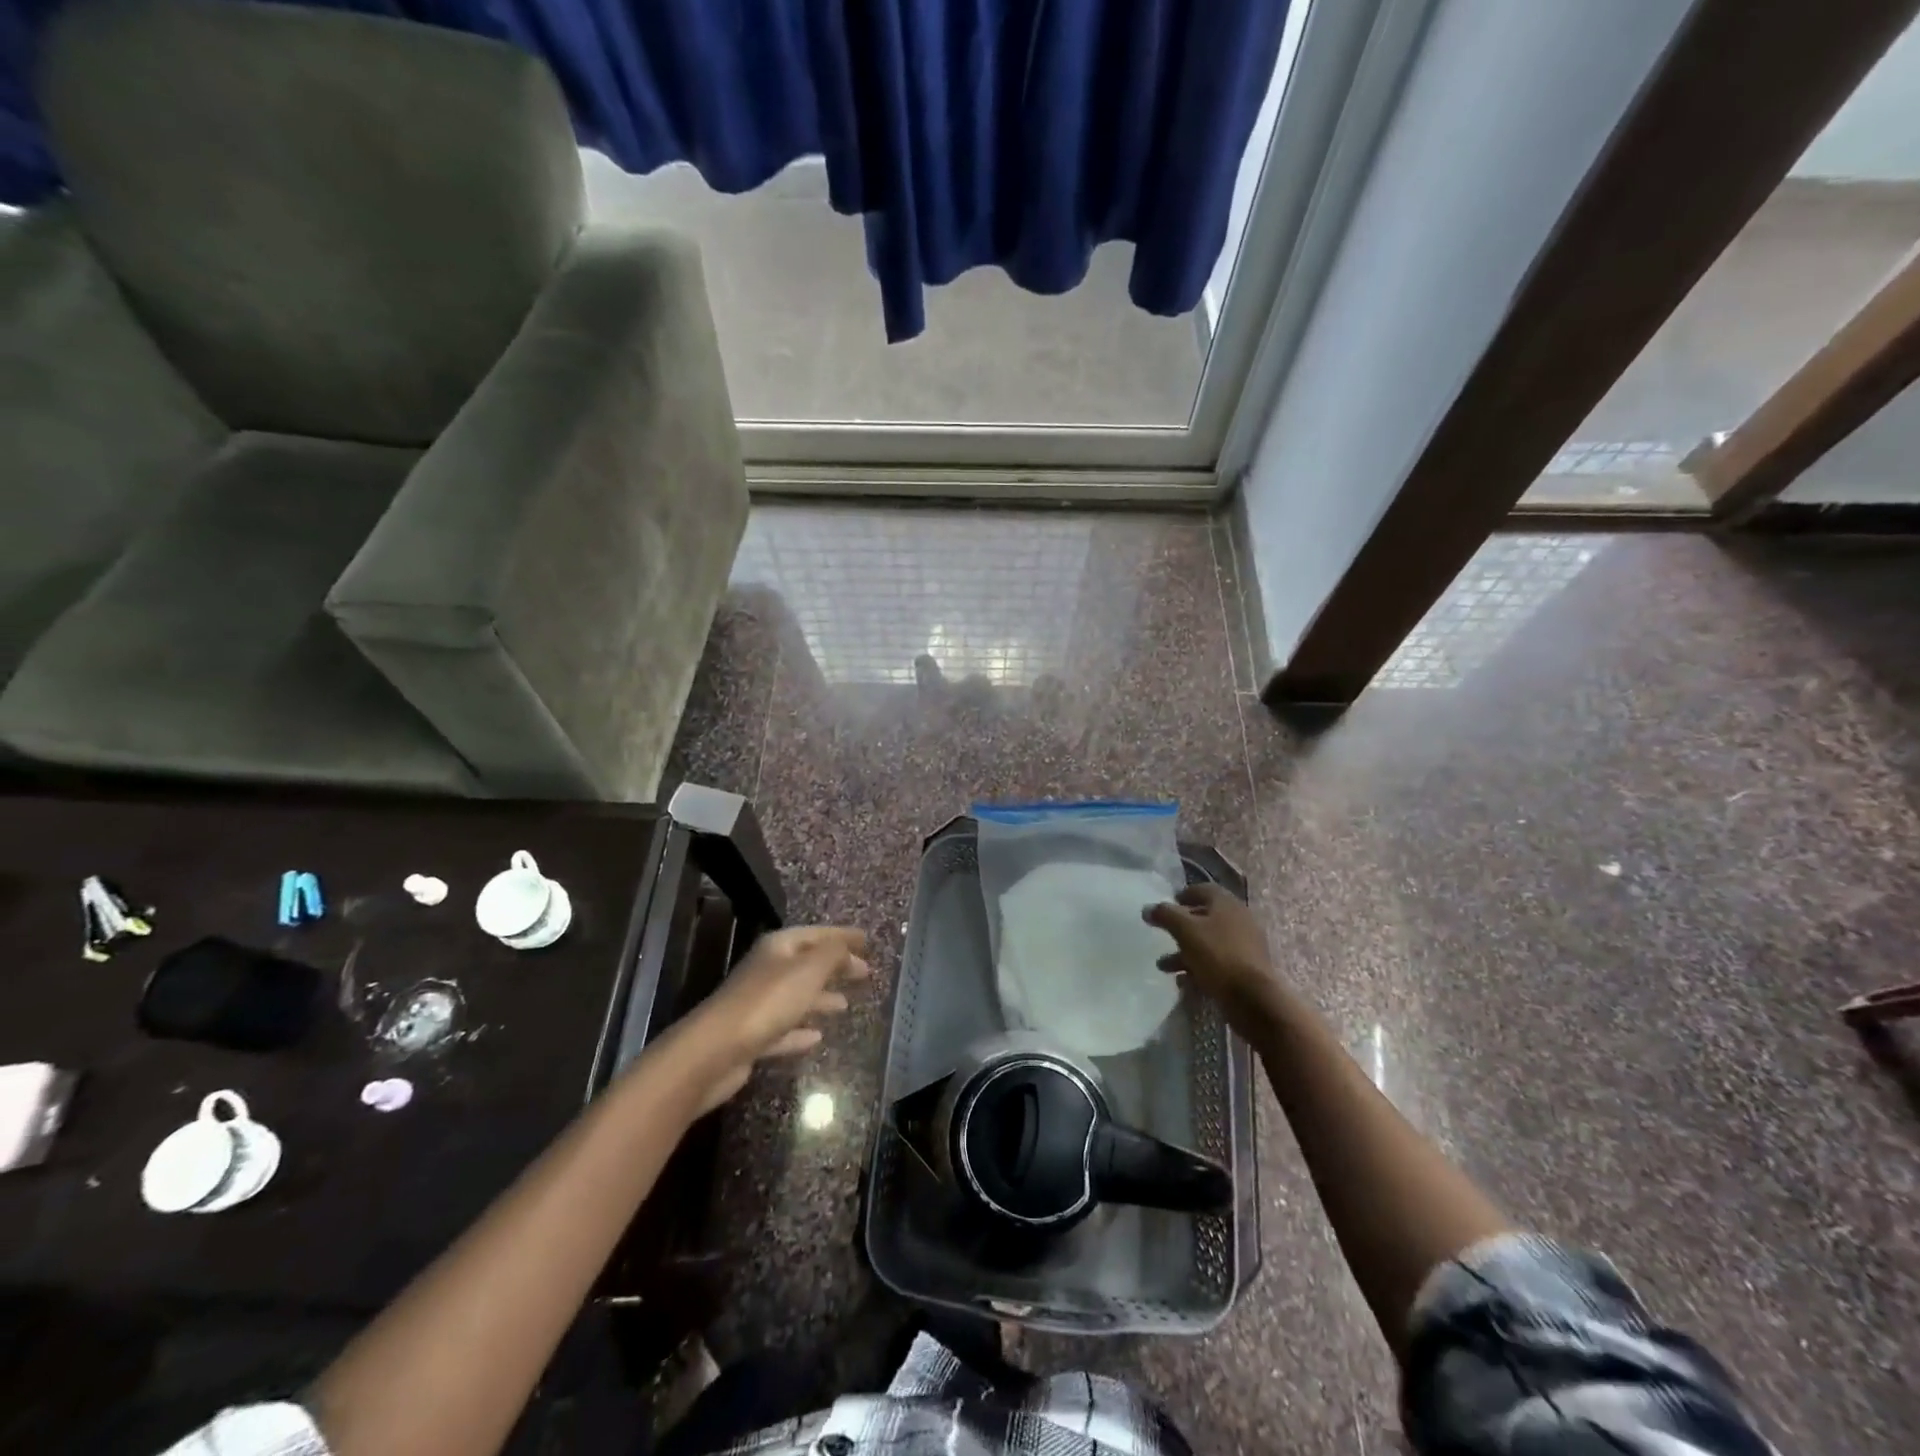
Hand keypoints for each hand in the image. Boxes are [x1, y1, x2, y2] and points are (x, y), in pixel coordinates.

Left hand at [682, 926, 870, 1111]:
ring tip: (846, 1005)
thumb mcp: (808, 970)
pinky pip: (784, 1028)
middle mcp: (766, 970)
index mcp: (778, 948)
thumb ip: (832, 954)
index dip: (842, 936)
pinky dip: (801, 1030)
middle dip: (835, 966)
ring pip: (796, 996)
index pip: (816, 934)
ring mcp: (758, 1004)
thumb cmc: (767, 1002)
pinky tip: (817, 1037)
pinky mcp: (752, 1037)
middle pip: (807, 963)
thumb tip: (848, 947)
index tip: (867, 940)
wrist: (715, 1051)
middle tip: (864, 973)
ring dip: (820, 998)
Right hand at [1144, 885, 1279, 1034]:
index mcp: (1226, 904)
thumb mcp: (1185, 930)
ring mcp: (1244, 946)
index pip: (1202, 889)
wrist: (1254, 998)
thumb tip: (1148, 908)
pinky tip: (1183, 981)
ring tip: (1164, 966)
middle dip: (1181, 928)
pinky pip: (1217, 963)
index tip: (1167, 906)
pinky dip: (1199, 969)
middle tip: (1163, 935)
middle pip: (1205, 917)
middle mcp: (1238, 920)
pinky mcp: (1245, 970)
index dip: (1183, 895)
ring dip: (1185, 952)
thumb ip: (1165, 915)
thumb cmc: (1218, 955)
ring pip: (1209, 943)